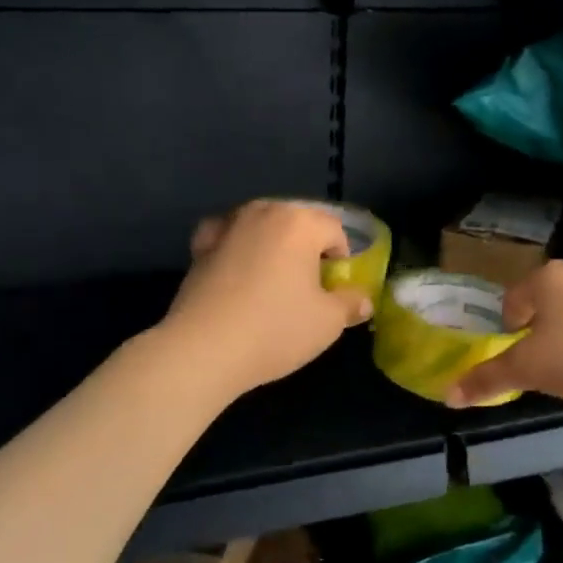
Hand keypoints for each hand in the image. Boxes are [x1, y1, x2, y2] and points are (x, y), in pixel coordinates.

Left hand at [163, 200, 371, 395]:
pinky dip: (237, 246)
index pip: (335, 230)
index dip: (342, 258)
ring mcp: (228, 226)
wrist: (203, 349)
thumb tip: (363, 299)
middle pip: (298, 222)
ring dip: (273, 245)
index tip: (336, 288)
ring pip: (262, 226)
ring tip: (274, 281)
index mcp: (300, 222)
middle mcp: (263, 212)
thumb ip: (351, 304)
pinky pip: (229, 237)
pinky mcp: (200, 246)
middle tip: (308, 285)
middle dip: (308, 248)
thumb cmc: (275, 329)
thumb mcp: (328, 322)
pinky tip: (238, 270)